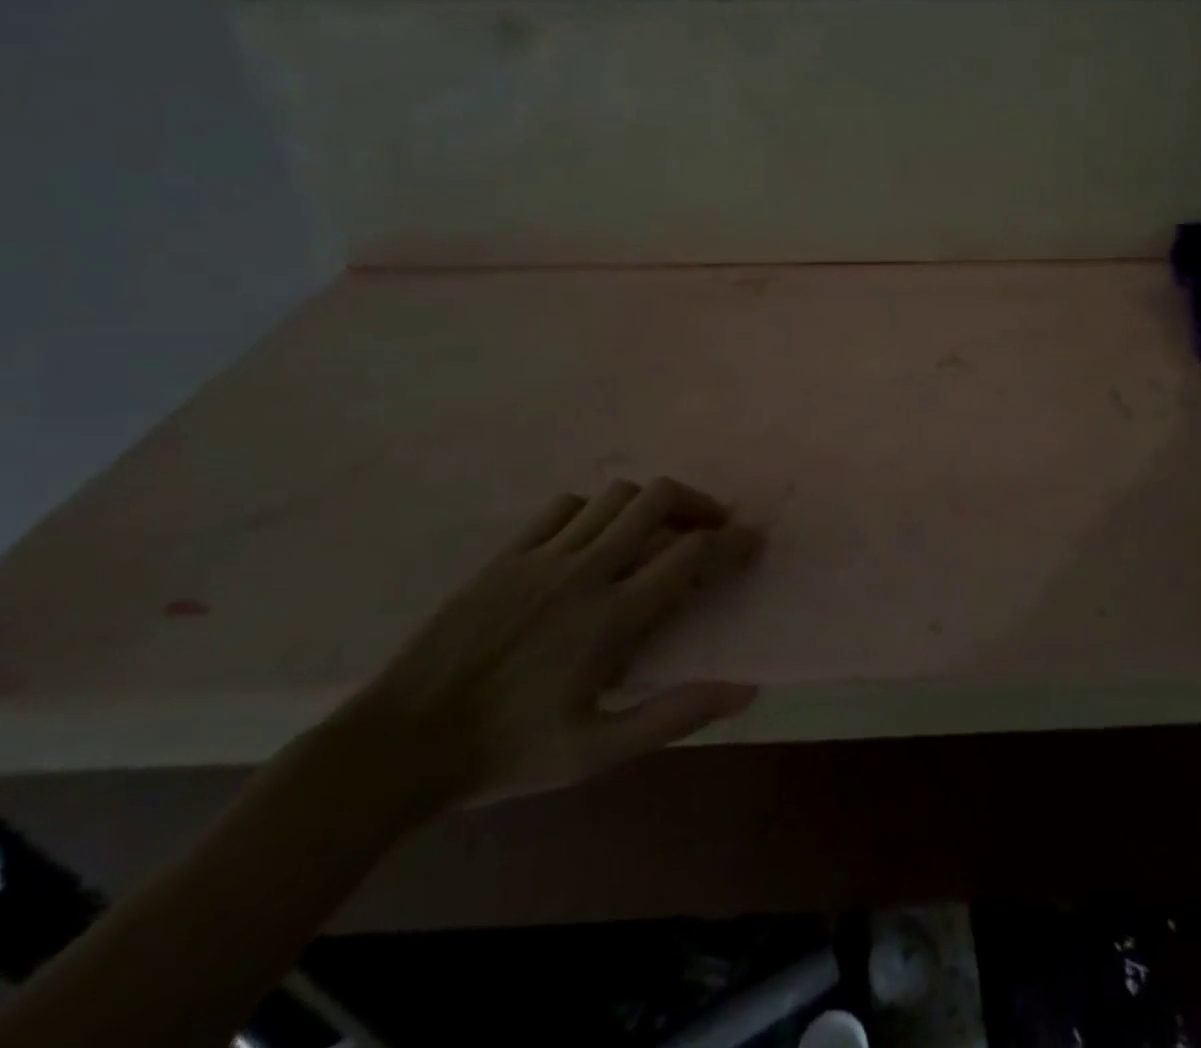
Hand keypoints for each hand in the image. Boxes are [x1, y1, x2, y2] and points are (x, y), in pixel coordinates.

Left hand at [344, 477, 760, 806]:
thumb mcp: (597, 751)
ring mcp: (542, 556)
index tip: (754, 540)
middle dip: (698, 503)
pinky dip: (595, 509)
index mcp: (611, 617)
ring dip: (649, 504)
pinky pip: (564, 506)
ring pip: (614, 495)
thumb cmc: (506, 753)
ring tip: (660, 528)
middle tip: (712, 526)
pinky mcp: (506, 555)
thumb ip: (675, 715)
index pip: (691, 554)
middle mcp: (584, 571)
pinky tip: (596, 536)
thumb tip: (745, 691)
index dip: (733, 541)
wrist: (398, 747)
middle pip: (657, 499)